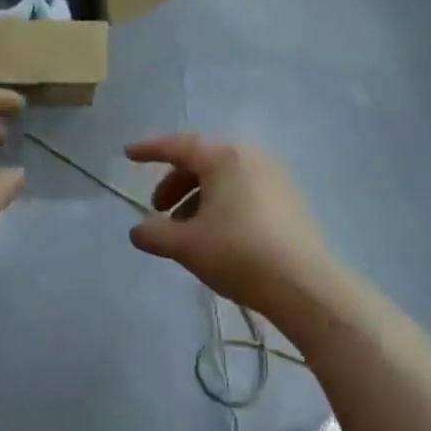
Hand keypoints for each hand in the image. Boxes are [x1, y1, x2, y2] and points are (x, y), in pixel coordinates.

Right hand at [124, 134, 330, 315]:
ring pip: (225, 178)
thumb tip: (138, 231)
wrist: (302, 284)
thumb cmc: (237, 253)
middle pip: (203, 161)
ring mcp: (276, 178)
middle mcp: (252, 158)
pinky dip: (221, 204)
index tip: (128, 154)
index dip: (150, 150)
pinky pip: (244, 191)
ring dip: (198, 197)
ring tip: (185, 230)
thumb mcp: (185, 245)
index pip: (179, 146)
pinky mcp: (289, 201)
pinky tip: (215, 235)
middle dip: (175, 182)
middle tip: (158, 209)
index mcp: (224, 158)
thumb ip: (153, 234)